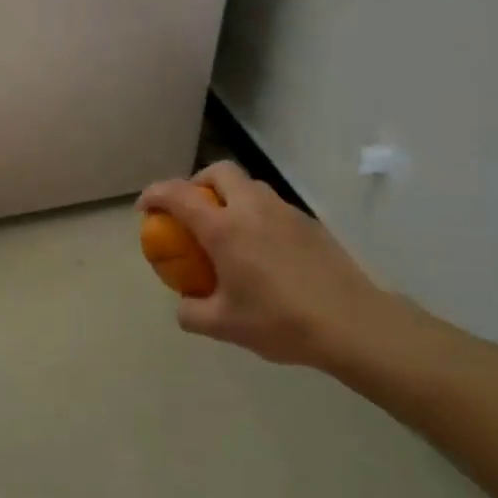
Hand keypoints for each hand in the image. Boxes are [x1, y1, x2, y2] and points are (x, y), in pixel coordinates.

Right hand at [138, 161, 419, 369]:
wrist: (352, 324)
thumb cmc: (281, 321)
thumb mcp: (224, 326)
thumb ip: (192, 313)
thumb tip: (184, 304)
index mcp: (224, 228)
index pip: (179, 195)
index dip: (155, 194)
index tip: (145, 207)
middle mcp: (252, 209)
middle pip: (219, 172)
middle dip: (197, 182)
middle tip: (192, 210)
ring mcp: (284, 212)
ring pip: (249, 185)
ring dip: (230, 196)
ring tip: (227, 230)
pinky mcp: (309, 223)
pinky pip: (272, 206)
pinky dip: (256, 214)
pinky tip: (263, 250)